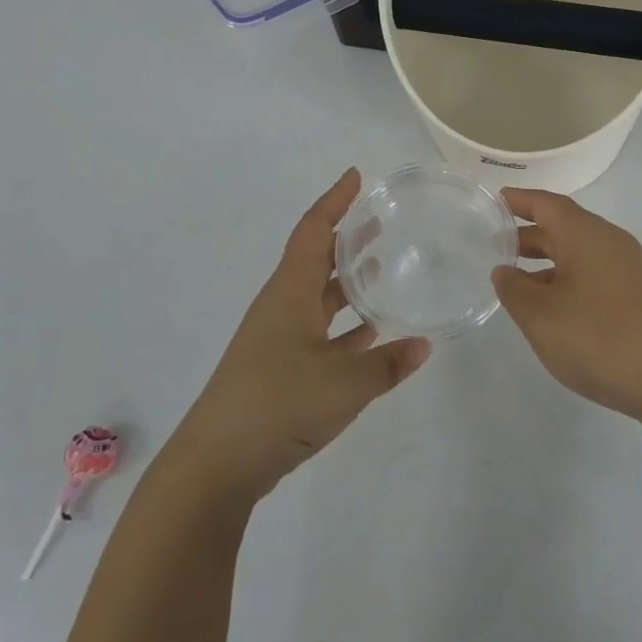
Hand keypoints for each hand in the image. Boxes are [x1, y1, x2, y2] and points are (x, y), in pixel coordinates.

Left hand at [170, 170, 429, 501]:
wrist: (217, 465)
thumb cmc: (278, 405)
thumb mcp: (344, 384)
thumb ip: (388, 364)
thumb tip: (424, 345)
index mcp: (289, 293)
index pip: (313, 231)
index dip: (334, 202)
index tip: (356, 177)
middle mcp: (282, 308)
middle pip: (316, 260)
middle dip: (347, 239)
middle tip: (380, 222)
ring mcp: (280, 340)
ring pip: (320, 298)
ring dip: (348, 283)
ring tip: (383, 270)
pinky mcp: (282, 371)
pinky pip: (322, 335)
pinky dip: (347, 329)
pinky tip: (374, 334)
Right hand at [491, 189, 641, 424]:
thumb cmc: (600, 338)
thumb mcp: (541, 316)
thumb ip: (514, 290)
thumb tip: (504, 271)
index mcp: (585, 234)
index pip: (546, 204)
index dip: (518, 201)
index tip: (494, 200)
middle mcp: (609, 242)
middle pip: (563, 227)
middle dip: (528, 235)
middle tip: (493, 246)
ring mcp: (628, 269)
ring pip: (578, 254)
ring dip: (546, 262)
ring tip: (515, 282)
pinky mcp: (638, 296)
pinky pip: (593, 275)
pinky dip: (566, 281)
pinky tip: (552, 309)